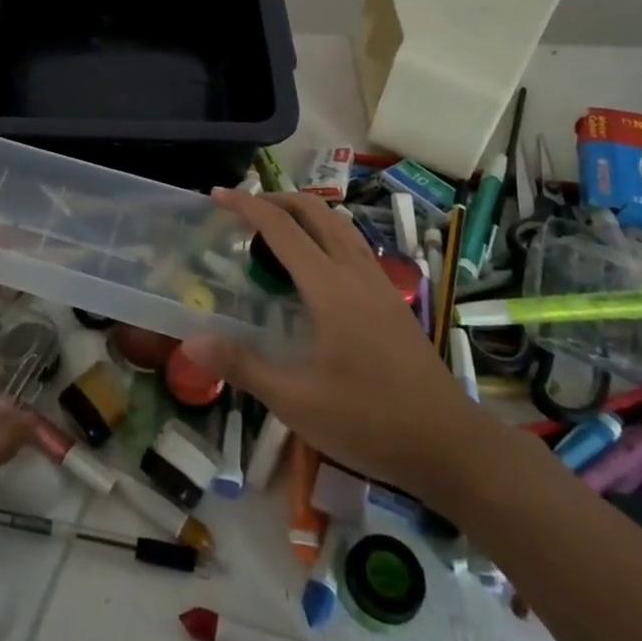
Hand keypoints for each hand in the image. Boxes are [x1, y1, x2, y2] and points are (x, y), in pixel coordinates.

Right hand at [183, 190, 497, 508]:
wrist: (450, 444)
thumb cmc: (369, 420)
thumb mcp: (296, 400)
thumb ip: (243, 365)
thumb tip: (191, 341)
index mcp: (330, 287)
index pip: (282, 228)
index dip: (246, 206)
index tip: (217, 195)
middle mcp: (356, 273)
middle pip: (316, 211)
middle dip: (277, 199)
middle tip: (242, 208)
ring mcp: (379, 285)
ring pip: (340, 225)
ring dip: (304, 214)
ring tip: (273, 229)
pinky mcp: (392, 300)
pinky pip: (353, 246)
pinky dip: (324, 235)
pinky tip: (313, 268)